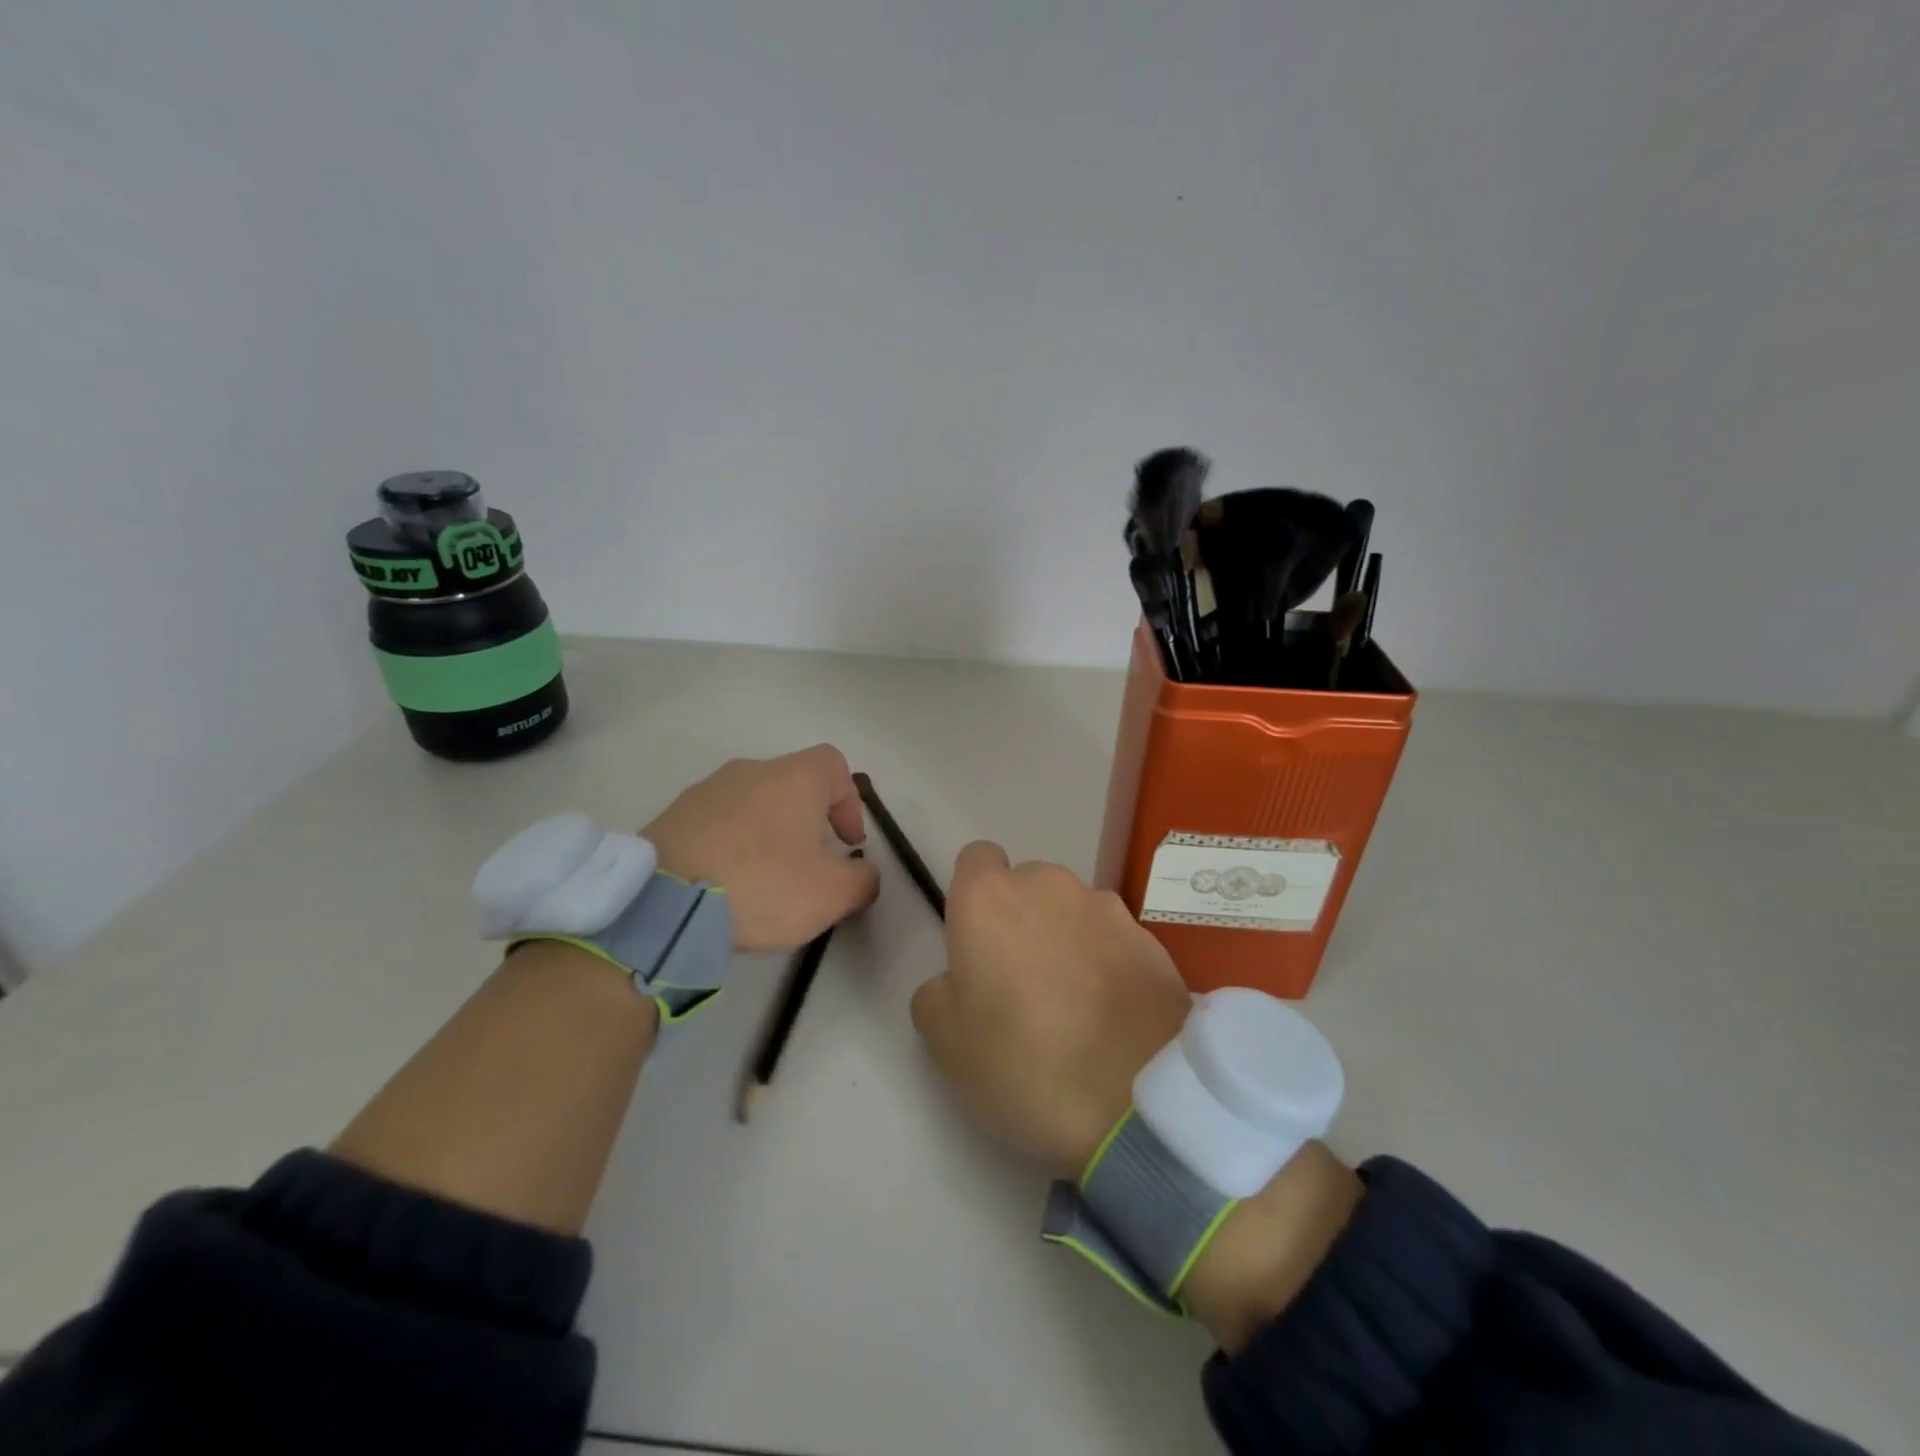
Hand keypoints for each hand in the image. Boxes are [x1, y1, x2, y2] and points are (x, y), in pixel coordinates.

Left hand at [644, 745, 879, 951]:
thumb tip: (865, 875)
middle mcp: (749, 771)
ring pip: (751, 804)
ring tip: (763, 880)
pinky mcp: (671, 817)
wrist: (663, 905)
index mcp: (793, 777)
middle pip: (792, 784)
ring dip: (766, 833)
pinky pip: (715, 823)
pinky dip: (729, 845)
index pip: (834, 764)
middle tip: (808, 866)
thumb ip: (862, 881)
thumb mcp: (831, 894)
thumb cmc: (762, 885)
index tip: (847, 843)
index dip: (849, 801)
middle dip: (807, 822)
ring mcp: (704, 790)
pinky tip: (724, 884)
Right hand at [909, 840, 1363, 1351]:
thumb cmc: (1030, 1072)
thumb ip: (939, 999)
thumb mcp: (951, 1048)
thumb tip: (956, 985)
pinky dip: (1107, 962)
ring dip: (1065, 942)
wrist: (1149, 1108)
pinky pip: (1113, 937)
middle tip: (1021, 989)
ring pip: (1072, 910)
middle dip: (1018, 922)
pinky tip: (1114, 1019)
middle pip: (1025, 885)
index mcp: (995, 902)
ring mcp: (1110, 912)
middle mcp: (1053, 887)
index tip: (976, 945)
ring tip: (1074, 1011)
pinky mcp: (1155, 942)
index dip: (970, 898)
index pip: (973, 860)